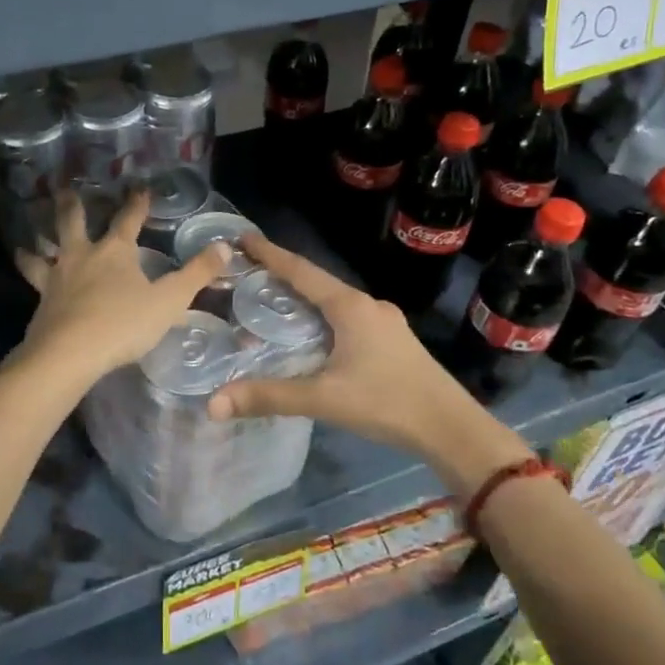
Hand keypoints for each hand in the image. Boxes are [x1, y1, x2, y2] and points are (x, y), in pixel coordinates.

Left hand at [15, 189, 229, 381]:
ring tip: (25, 244)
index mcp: (114, 251)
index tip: (139, 187)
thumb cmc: (122, 323)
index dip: (136, 203)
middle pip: (73, 223)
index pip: (128, 219)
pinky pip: (34, 285)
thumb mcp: (168, 301)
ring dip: (36, 247)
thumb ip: (196, 274)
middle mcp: (82, 257)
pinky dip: (30, 278)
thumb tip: (225, 246)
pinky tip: (33, 288)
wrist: (68, 354)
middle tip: (63, 190)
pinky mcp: (41, 304)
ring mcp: (57, 279)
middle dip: (71, 206)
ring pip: (43, 255)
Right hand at [208, 233, 531, 495]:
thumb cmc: (387, 402)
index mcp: (349, 307)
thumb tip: (213, 403)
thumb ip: (269, 397)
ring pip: (334, 300)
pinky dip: (322, 316)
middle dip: (283, 274)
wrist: (451, 428)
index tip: (243, 237)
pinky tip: (313, 334)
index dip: (270, 254)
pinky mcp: (393, 341)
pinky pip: (348, 317)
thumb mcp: (324, 399)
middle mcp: (367, 305)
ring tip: (273, 301)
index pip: (301, 271)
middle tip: (249, 272)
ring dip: (304, 296)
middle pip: (317, 281)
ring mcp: (384, 322)